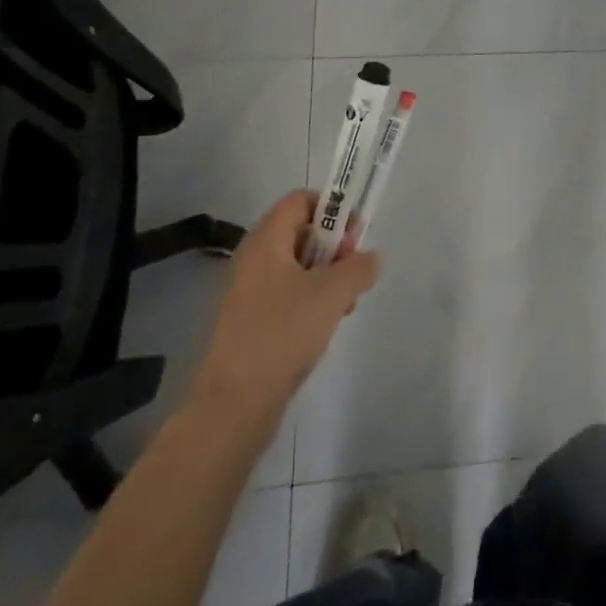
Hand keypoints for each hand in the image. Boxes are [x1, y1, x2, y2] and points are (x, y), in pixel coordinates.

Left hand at [191, 190, 379, 429]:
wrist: (233, 405)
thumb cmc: (282, 334)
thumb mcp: (332, 294)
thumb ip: (359, 267)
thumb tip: (371, 258)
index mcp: (266, 241)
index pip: (300, 200)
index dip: (332, 208)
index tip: (356, 234)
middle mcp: (254, 259)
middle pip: (302, 232)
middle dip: (335, 246)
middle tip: (355, 271)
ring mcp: (251, 292)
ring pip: (299, 267)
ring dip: (328, 277)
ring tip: (346, 304)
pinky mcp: (253, 323)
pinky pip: (289, 295)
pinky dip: (313, 301)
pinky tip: (328, 325)